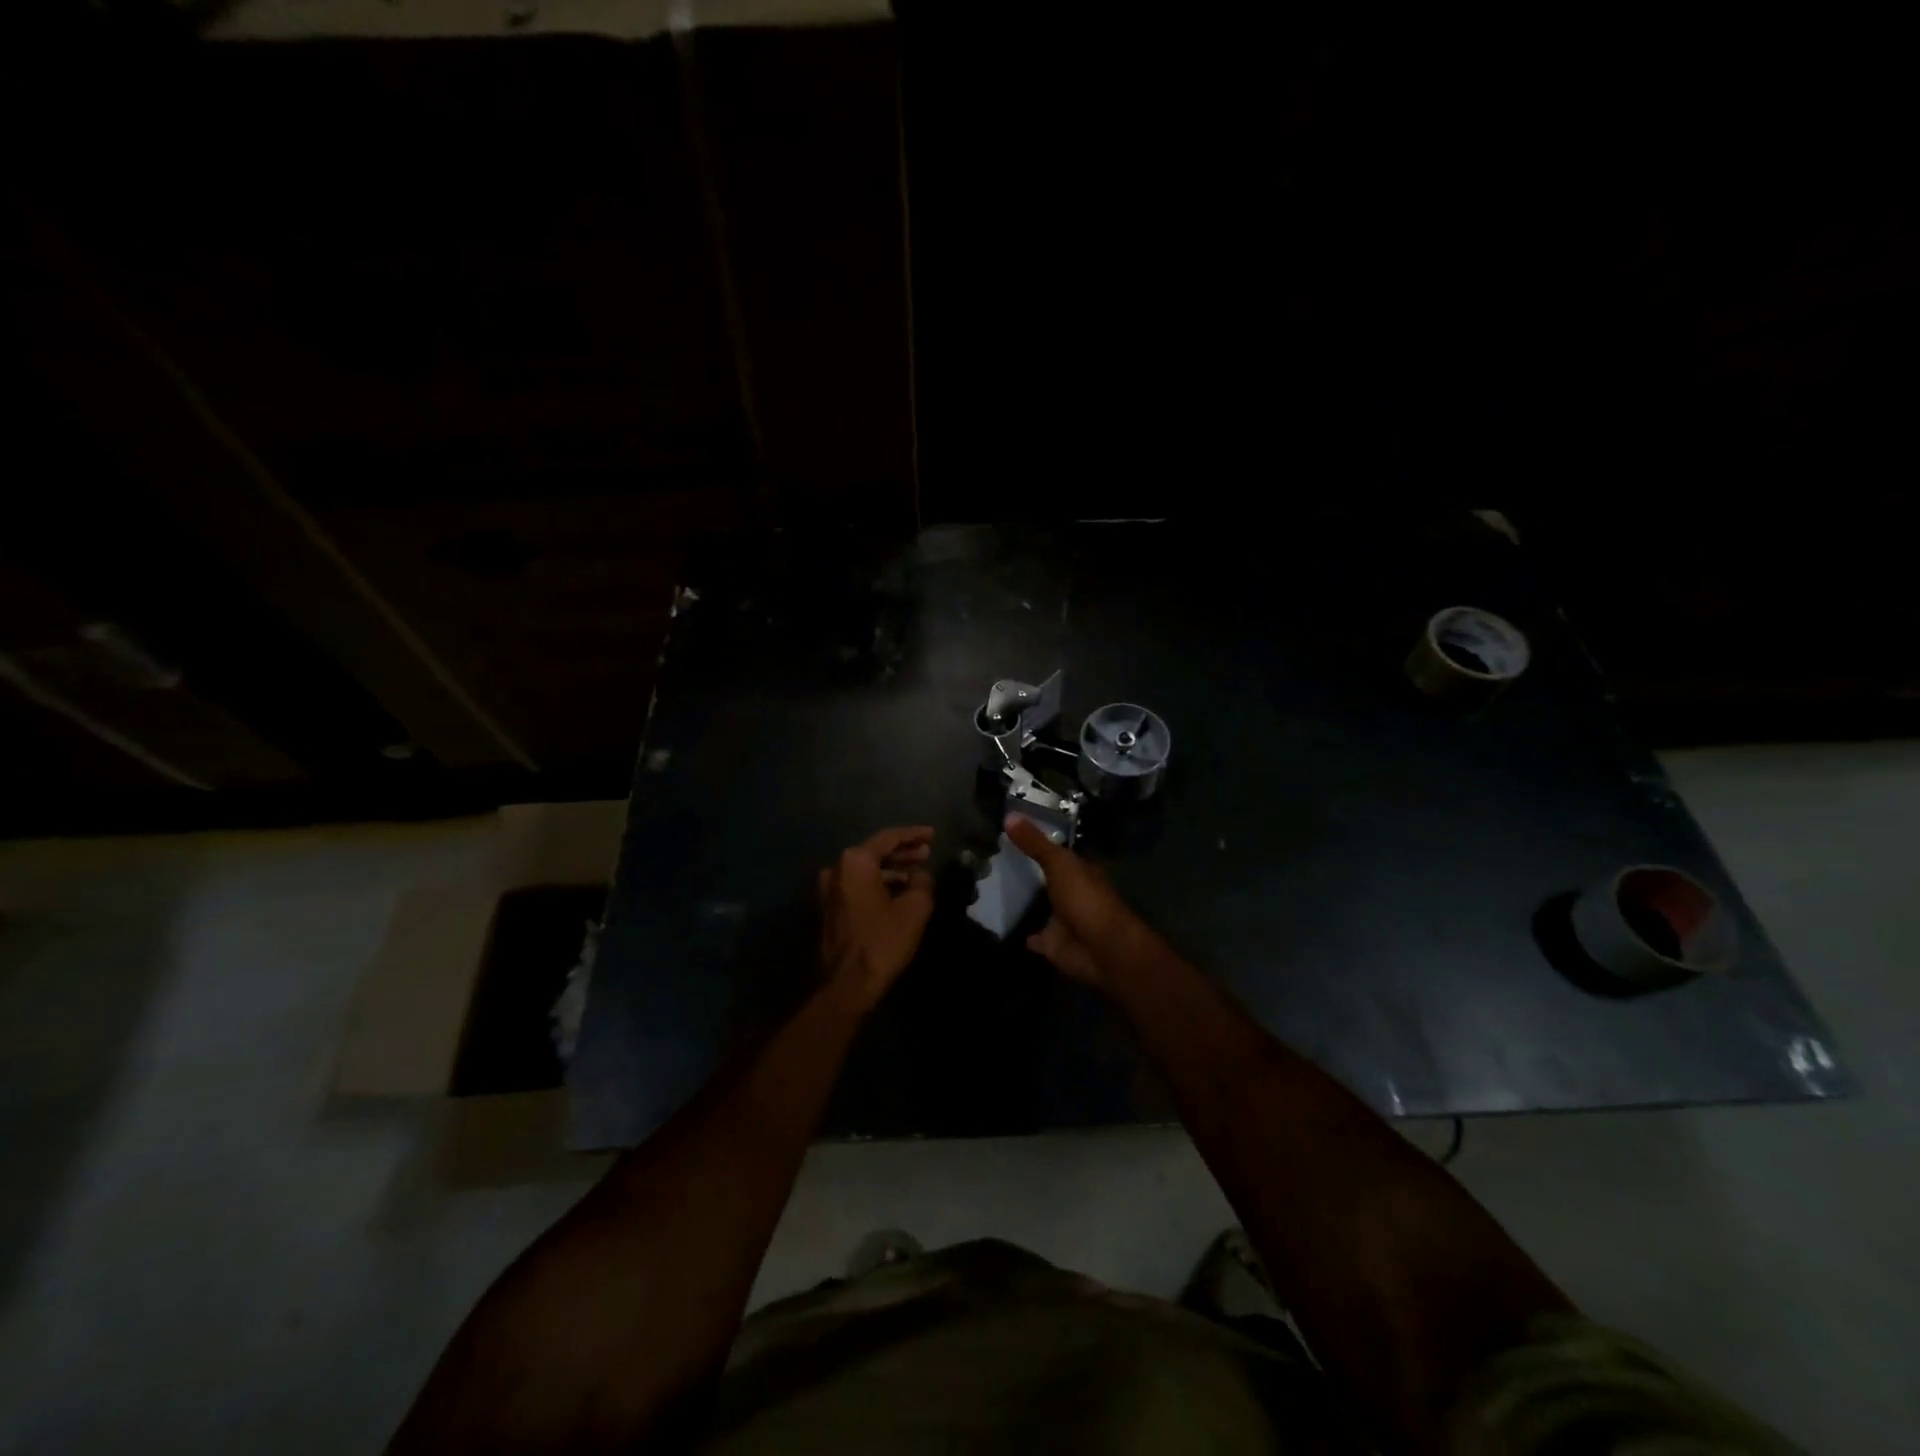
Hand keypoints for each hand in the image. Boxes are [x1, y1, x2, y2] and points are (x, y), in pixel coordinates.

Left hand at [818, 826, 935, 1011]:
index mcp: (855, 862)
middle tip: (927, 853)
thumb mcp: (915, 908)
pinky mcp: (830, 908)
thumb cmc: (882, 941)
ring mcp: (829, 889)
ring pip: (866, 870)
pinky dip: (879, 884)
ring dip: (892, 870)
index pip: (888, 838)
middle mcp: (837, 869)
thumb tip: (921, 875)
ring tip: (918, 873)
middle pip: (875, 852)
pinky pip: (858, 885)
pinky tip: (899, 891)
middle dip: (902, 852)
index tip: (932, 834)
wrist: (847, 984)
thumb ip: (922, 882)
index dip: (913, 835)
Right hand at [1003, 815, 1158, 986]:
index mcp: (1079, 871)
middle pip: (1045, 880)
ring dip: (1021, 902)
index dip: (1037, 843)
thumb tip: (1008, 814)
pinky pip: (1031, 937)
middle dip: (1026, 873)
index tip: (1009, 834)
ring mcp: (1062, 920)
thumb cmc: (1086, 899)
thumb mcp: (1059, 863)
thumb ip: (1035, 843)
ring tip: (988, 889)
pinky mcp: (1052, 944)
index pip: (1056, 852)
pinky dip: (1020, 932)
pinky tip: (999, 924)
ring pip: (1038, 908)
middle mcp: (1072, 893)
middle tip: (990, 860)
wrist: (1102, 949)